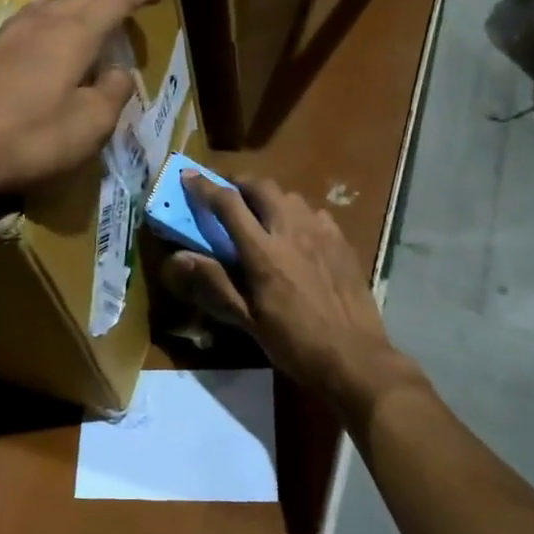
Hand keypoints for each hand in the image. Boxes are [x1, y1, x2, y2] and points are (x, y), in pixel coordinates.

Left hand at [0, 0, 167, 206]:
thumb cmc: (30, 138)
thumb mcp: (89, 124)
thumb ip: (112, 94)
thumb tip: (118, 74)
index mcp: (74, 34)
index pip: (116, 1)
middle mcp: (44, 22)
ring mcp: (12, 32)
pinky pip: (33, 12)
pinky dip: (52, 2)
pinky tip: (47, 4)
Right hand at [163, 175, 420, 416]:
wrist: (354, 357)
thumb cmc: (294, 344)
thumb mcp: (248, 320)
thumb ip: (215, 283)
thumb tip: (179, 258)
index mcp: (263, 252)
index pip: (228, 205)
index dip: (205, 188)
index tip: (189, 177)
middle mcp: (292, 231)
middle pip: (262, 187)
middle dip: (240, 183)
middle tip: (227, 194)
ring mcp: (322, 233)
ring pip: (291, 196)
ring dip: (269, 197)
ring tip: (261, 213)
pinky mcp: (342, 241)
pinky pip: (315, 213)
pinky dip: (298, 214)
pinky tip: (297, 233)